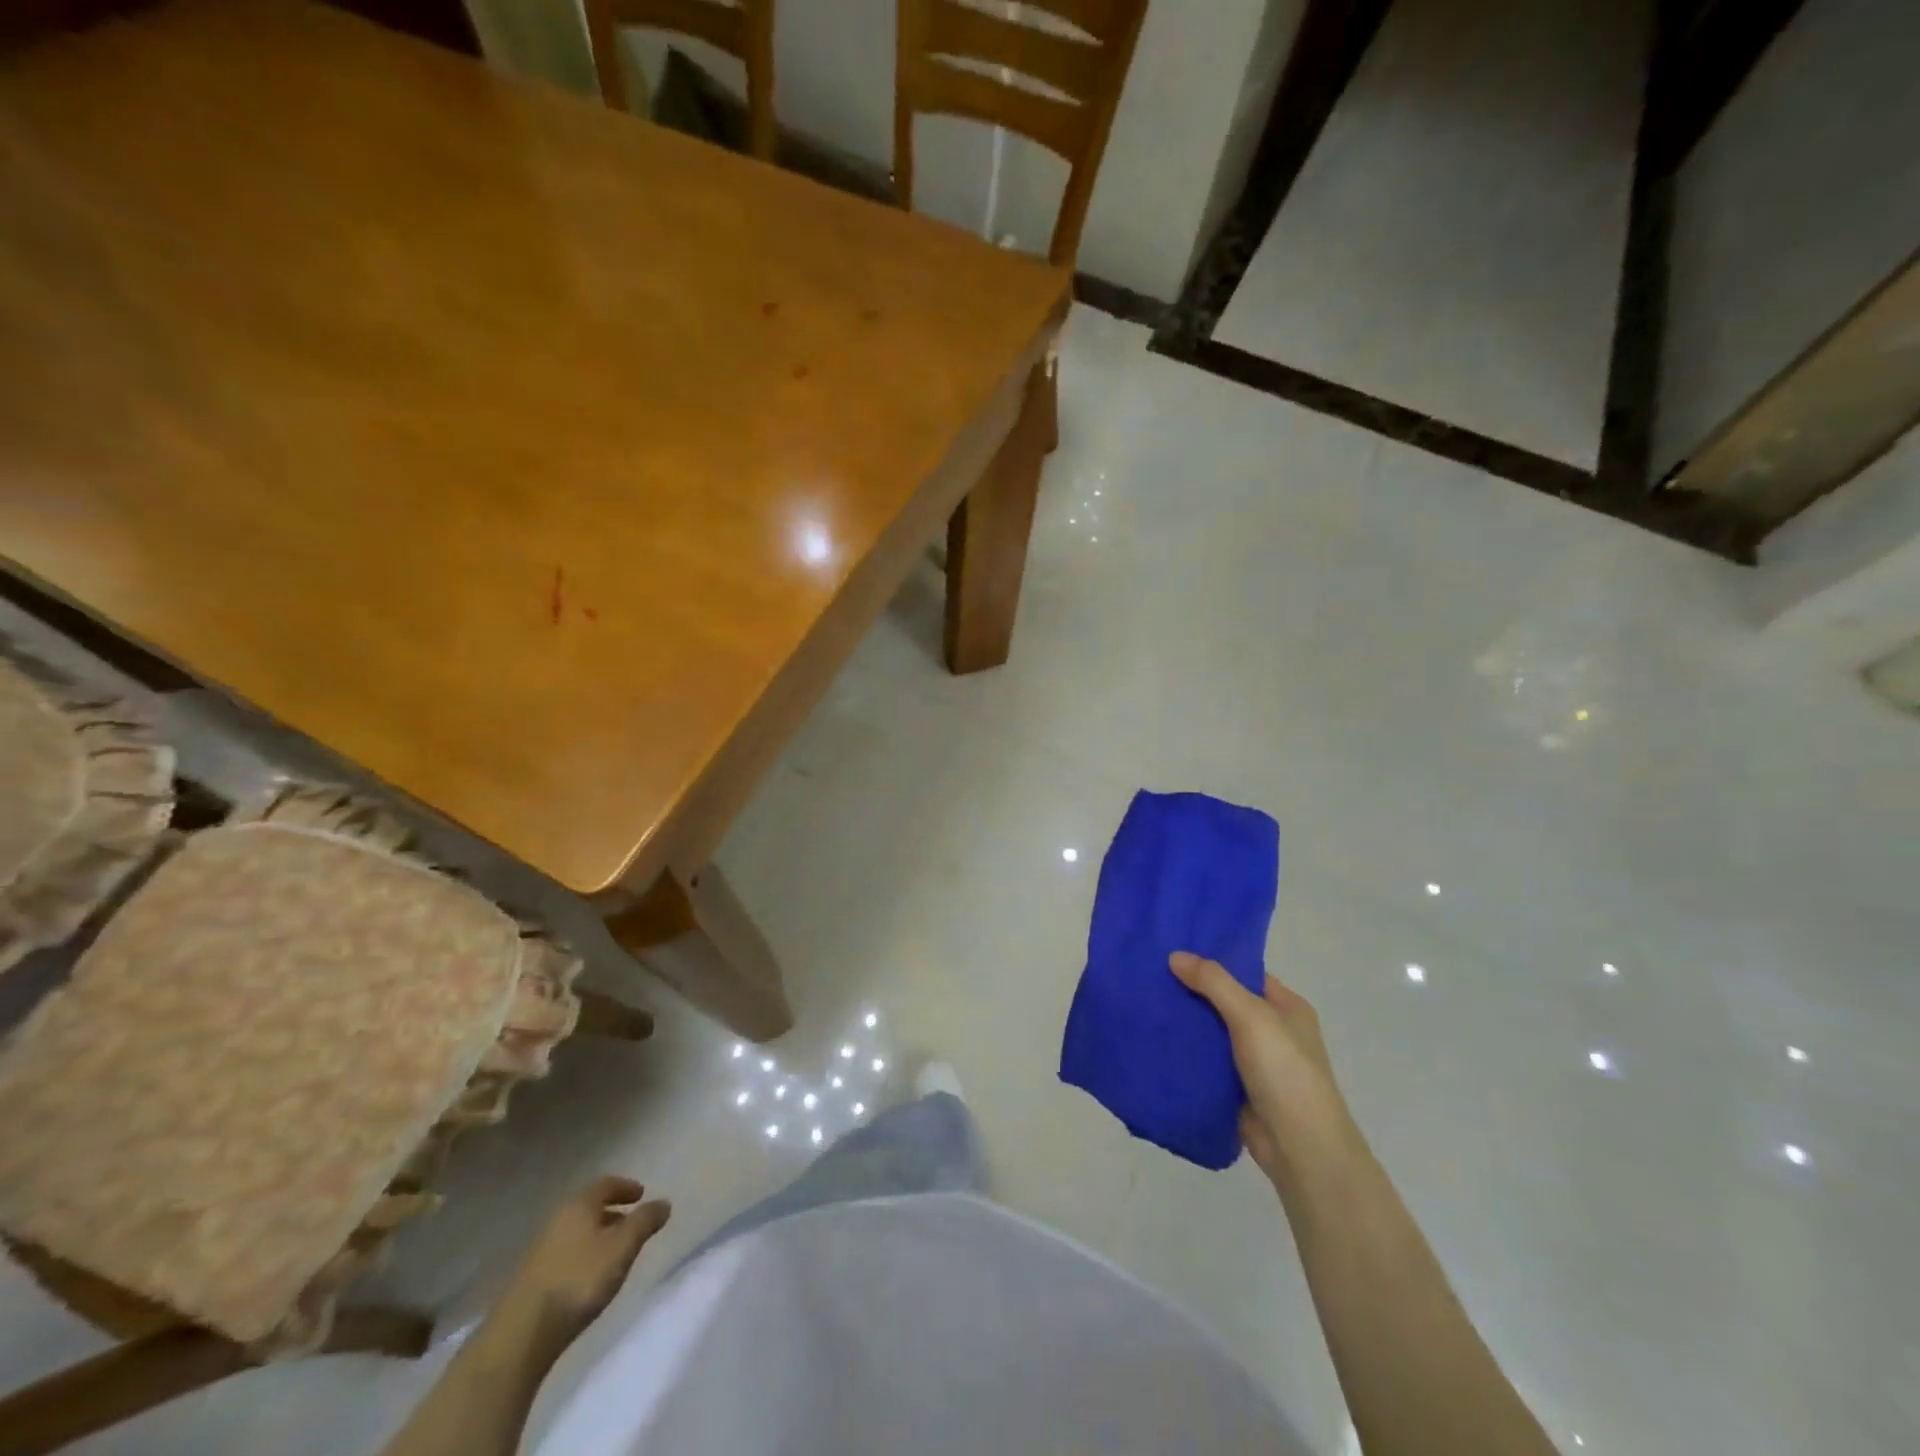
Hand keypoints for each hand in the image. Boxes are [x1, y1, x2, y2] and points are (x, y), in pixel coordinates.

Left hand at [489, 1177, 671, 1356]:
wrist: (521, 1334)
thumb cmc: (579, 1280)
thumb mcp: (623, 1247)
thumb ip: (645, 1222)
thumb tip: (664, 1202)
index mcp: (579, 1205)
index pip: (606, 1184)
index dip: (626, 1187)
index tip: (641, 1195)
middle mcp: (557, 1219)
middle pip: (589, 1207)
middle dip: (612, 1213)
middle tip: (631, 1225)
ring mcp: (540, 1249)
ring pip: (576, 1232)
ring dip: (597, 1236)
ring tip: (614, 1254)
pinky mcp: (530, 1278)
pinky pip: (565, 1253)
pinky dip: (582, 1255)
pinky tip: (589, 1277)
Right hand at [1169, 952, 1357, 1191]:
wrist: (1300, 1149)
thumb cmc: (1285, 1072)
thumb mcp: (1252, 1016)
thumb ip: (1214, 983)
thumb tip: (1175, 955)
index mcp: (1286, 1007)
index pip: (1244, 973)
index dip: (1211, 962)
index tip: (1172, 950)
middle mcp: (1272, 1030)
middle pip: (1225, 1001)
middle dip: (1191, 991)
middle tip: (1149, 974)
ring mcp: (1254, 1061)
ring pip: (1212, 1032)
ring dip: (1185, 1023)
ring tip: (1144, 1002)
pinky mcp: (1236, 1088)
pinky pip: (1206, 1061)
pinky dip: (1185, 1052)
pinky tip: (1154, 1040)